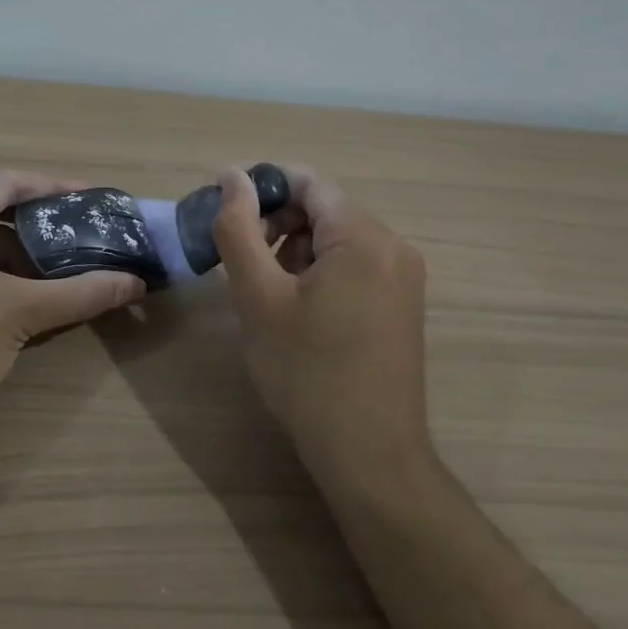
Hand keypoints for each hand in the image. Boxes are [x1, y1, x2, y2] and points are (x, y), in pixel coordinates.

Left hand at [0, 170, 144, 431]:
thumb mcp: (22, 313)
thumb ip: (81, 293)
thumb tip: (135, 283)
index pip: (6, 181)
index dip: (51, 186)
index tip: (88, 199)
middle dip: (34, 224)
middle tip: (76, 238)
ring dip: (10, 254)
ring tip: (52, 273)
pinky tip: (10, 303)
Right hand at [211, 165, 437, 498]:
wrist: (368, 454)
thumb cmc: (306, 372)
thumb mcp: (259, 296)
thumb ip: (239, 228)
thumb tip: (230, 174)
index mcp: (364, 237)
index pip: (308, 182)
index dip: (262, 189)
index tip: (225, 217)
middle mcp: (394, 247)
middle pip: (324, 208)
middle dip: (277, 223)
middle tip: (241, 262)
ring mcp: (403, 277)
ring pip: (336, 238)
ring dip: (294, 249)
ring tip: (267, 292)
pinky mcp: (401, 304)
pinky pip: (353, 265)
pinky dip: (318, 271)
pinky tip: (296, 309)